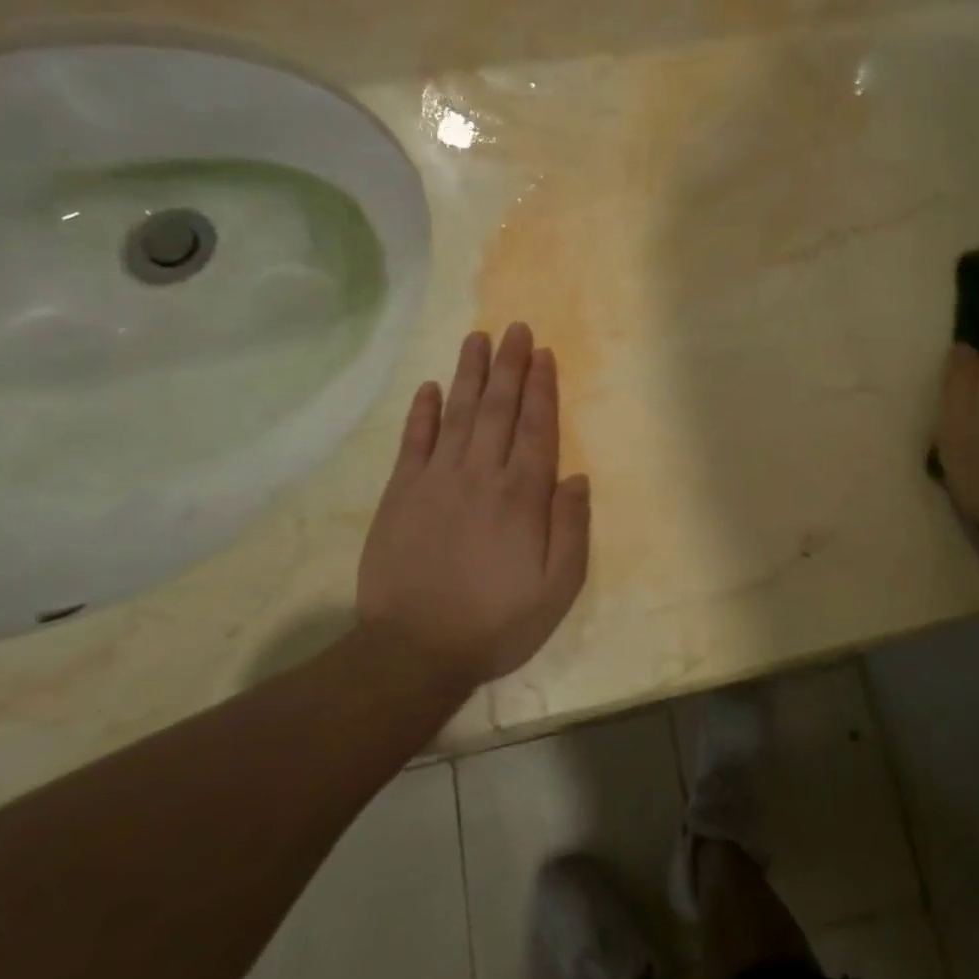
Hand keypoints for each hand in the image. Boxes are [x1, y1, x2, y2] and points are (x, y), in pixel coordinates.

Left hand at [356, 323, 590, 688]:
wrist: (414, 650)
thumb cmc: (496, 621)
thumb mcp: (557, 588)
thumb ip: (571, 528)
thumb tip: (577, 476)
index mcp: (522, 495)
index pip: (537, 427)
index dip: (542, 387)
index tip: (544, 354)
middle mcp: (481, 474)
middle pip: (499, 408)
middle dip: (510, 365)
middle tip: (515, 329)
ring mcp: (437, 479)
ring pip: (458, 413)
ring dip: (470, 374)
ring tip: (477, 339)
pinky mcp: (402, 493)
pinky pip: (414, 441)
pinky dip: (422, 411)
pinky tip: (429, 386)